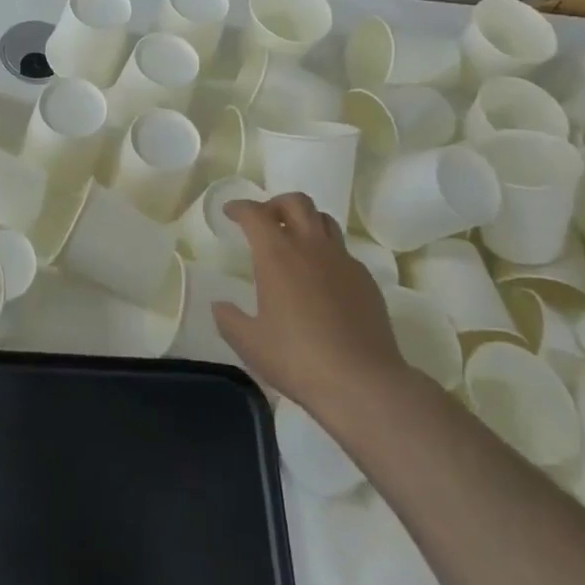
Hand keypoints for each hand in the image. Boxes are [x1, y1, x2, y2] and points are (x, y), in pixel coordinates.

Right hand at [212, 193, 413, 424]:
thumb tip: (220, 305)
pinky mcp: (365, 280)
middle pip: (296, 202)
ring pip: (324, 220)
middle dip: (276, 204)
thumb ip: (228, 319)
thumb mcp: (249, 343)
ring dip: (305, 221)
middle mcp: (311, 247)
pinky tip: (321, 279)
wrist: (363, 382)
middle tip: (265, 220)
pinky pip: (342, 251)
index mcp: (277, 255)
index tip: (230, 212)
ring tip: (295, 240)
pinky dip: (326, 252)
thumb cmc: (297, 358)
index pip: (255, 214)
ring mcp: (342, 261)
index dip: (239, 208)